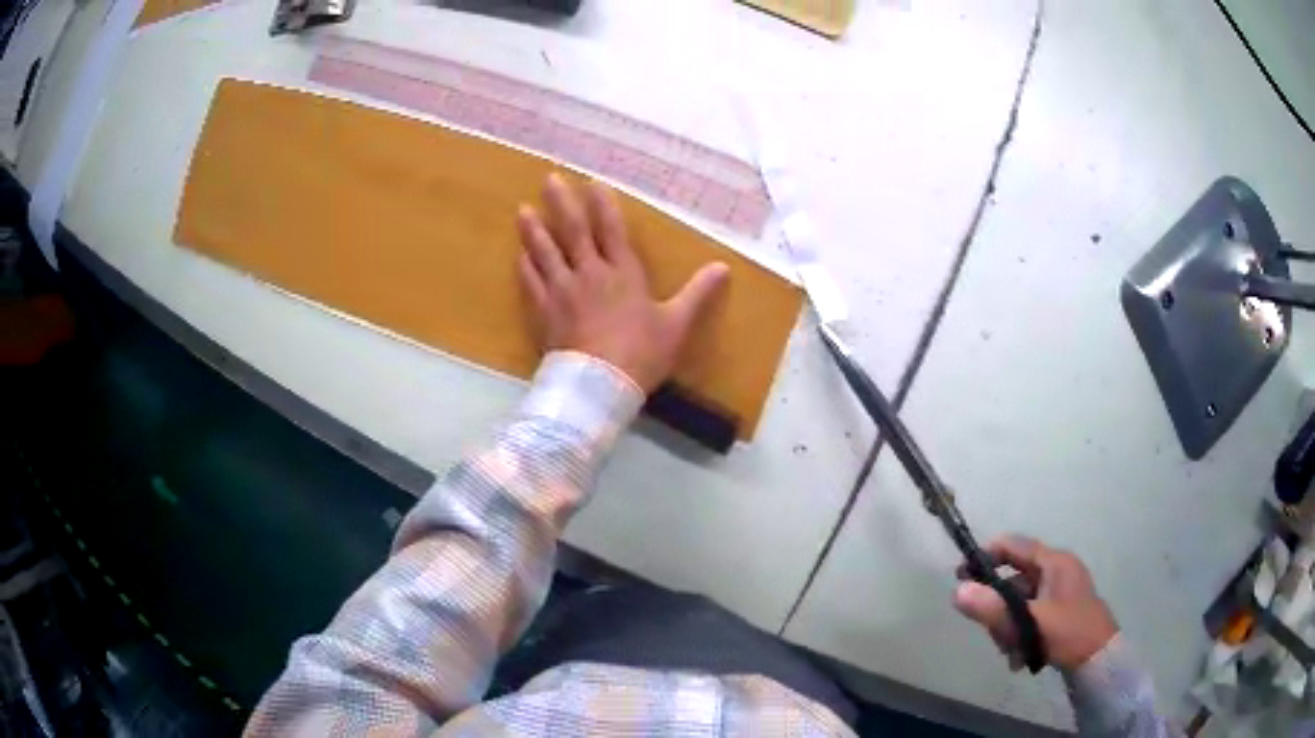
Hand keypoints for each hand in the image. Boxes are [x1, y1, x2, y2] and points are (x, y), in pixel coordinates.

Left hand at [516, 174, 729, 392]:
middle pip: (573, 231)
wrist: (599, 385)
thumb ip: (698, 292)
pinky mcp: (544, 312)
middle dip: (562, 203)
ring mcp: (562, 291)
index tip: (592, 182)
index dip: (602, 204)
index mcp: (623, 273)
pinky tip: (520, 256)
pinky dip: (525, 267)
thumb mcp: (677, 323)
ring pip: (545, 252)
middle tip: (549, 178)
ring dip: (534, 230)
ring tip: (523, 210)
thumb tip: (724, 267)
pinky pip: (531, 283)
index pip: (611, 229)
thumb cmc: (642, 353)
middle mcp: (589, 273)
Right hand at [953, 536, 1118, 671]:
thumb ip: (993, 608)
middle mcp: (1057, 570)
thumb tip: (957, 592)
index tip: (961, 576)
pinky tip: (1019, 658)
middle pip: (1014, 578)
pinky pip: (1029, 615)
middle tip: (989, 630)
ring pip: (1020, 602)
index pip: (1013, 545)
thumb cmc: (1068, 632)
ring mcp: (1059, 592)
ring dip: (1008, 626)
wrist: (1099, 660)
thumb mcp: (1028, 623)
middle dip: (998, 606)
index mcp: (1054, 562)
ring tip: (1009, 652)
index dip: (986, 556)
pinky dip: (1020, 634)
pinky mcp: (1060, 612)